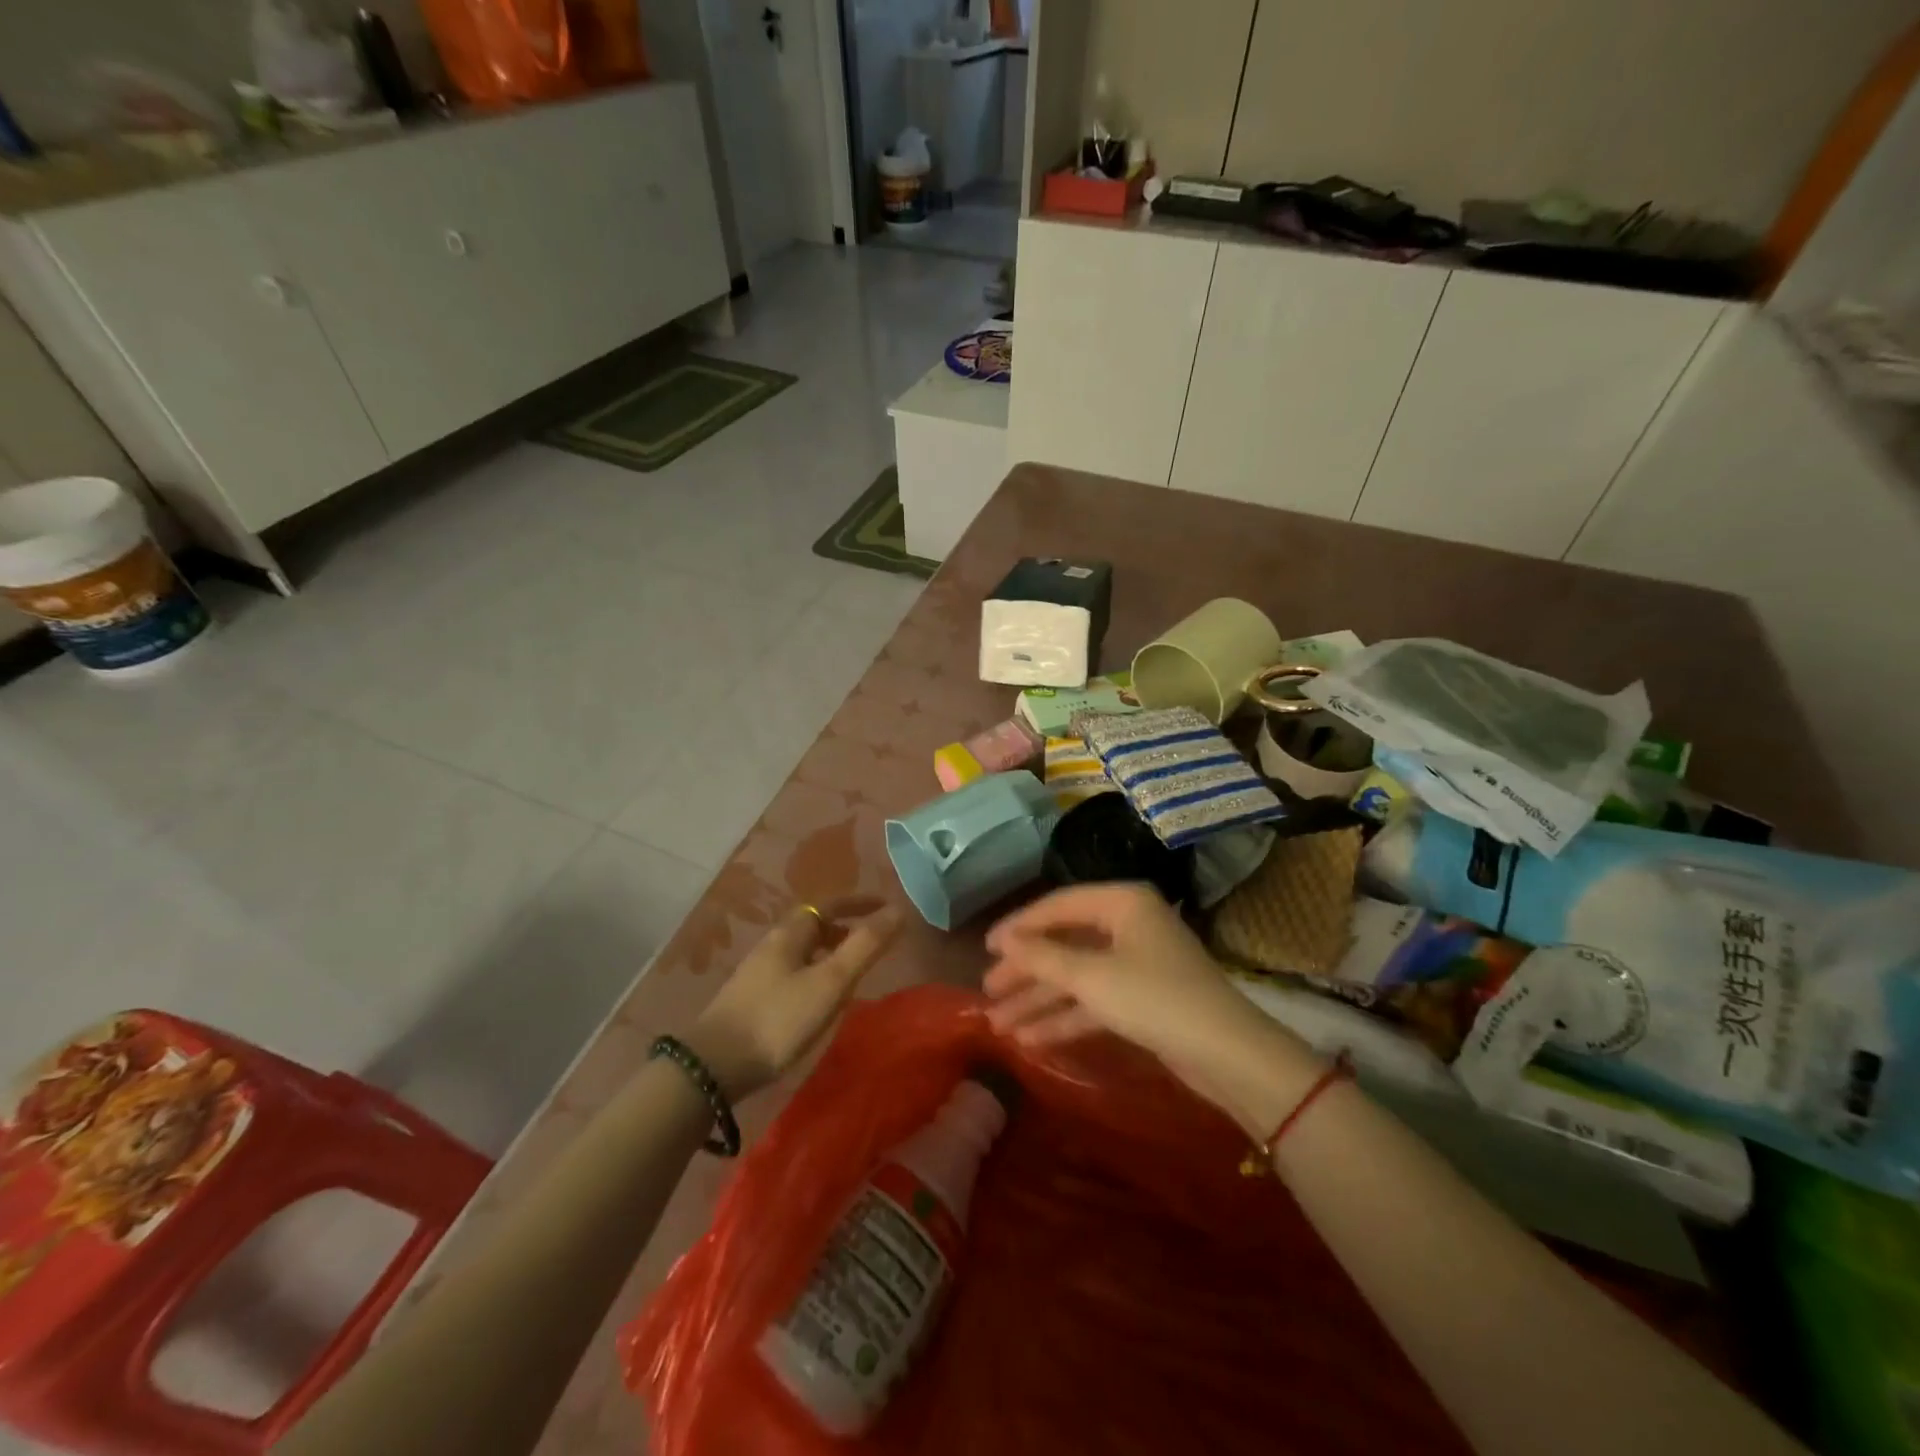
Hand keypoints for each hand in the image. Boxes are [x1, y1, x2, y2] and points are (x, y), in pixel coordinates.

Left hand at [687, 897, 903, 1099]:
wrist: (712, 1068)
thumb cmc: (778, 1019)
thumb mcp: (830, 982)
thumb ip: (865, 946)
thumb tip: (898, 910)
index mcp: (789, 934)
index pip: (827, 904)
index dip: (858, 902)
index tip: (884, 906)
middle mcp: (771, 946)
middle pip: (812, 926)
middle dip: (844, 928)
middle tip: (871, 943)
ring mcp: (758, 974)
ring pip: (801, 952)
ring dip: (829, 953)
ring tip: (851, 973)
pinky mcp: (751, 1000)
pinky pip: (792, 973)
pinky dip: (814, 974)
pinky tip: (819, 1001)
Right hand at [984, 883, 1324, 1135]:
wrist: (1227, 1054)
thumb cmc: (1155, 998)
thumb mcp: (1091, 976)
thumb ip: (1042, 957)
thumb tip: (1002, 941)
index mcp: (1122, 902)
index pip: (1058, 906)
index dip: (1019, 927)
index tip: (985, 949)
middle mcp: (1128, 925)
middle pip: (1065, 942)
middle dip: (1026, 971)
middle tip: (988, 992)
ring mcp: (1137, 963)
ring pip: (1076, 976)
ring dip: (1040, 1000)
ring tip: (998, 1024)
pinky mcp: (1142, 999)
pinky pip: (1094, 1000)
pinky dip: (1065, 1017)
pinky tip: (1031, 1039)